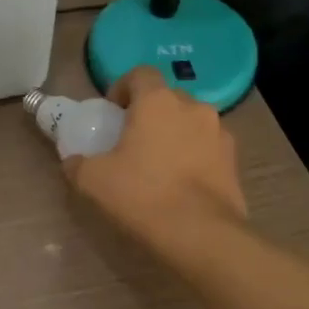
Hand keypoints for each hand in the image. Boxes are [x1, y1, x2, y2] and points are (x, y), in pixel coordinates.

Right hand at [63, 66, 246, 259]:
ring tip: (159, 164)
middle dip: (150, 112)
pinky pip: (208, 147)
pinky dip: (194, 156)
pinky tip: (181, 183)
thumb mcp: (93, 181)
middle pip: (167, 97)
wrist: (201, 235)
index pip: (140, 74)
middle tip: (132, 139)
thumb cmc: (142, 195)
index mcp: (157, 102)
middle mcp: (193, 108)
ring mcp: (220, 133)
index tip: (112, 112)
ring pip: (191, 122)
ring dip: (175, 134)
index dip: (122, 88)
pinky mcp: (235, 161)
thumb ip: (77, 164)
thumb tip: (73, 162)